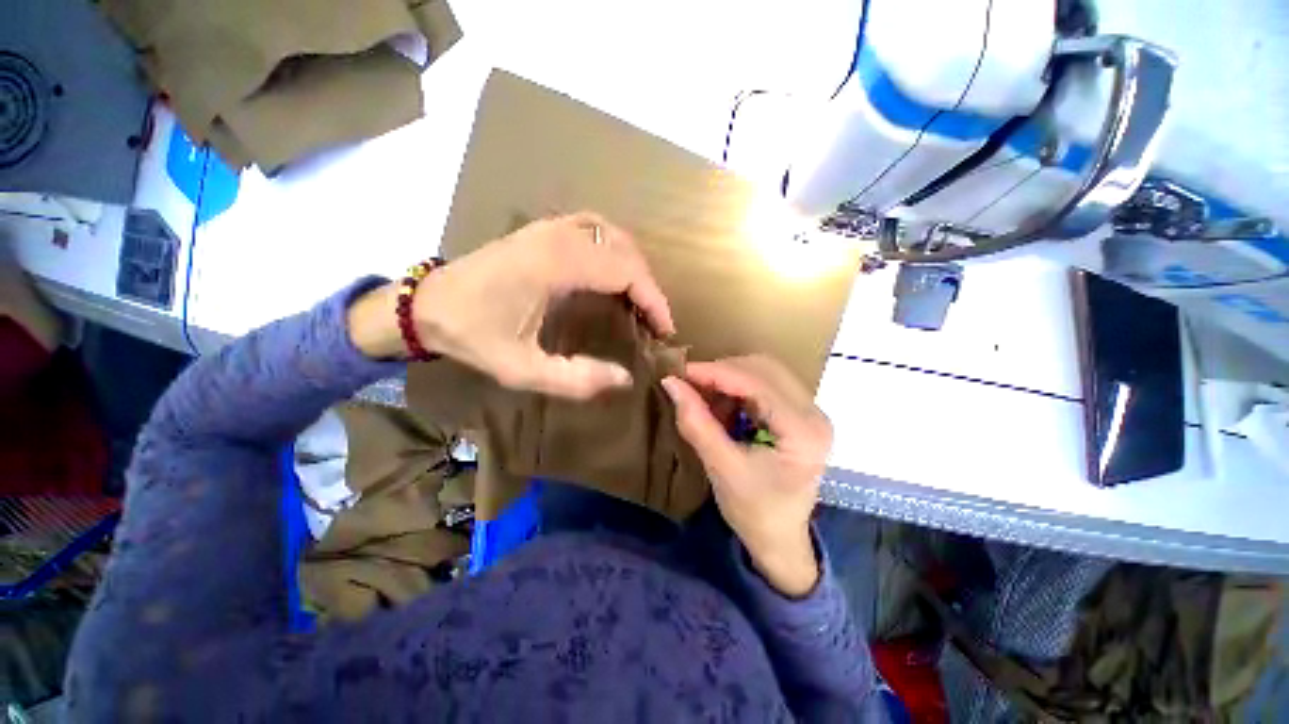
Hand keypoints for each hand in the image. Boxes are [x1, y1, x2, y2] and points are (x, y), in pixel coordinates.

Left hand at [349, 212, 673, 398]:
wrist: (425, 305)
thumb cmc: (471, 335)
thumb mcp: (521, 369)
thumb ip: (575, 379)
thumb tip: (624, 378)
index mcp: (555, 263)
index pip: (626, 270)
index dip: (653, 299)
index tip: (664, 329)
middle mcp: (558, 235)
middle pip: (625, 250)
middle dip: (648, 285)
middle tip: (654, 321)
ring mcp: (550, 226)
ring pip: (613, 234)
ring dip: (634, 265)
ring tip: (640, 299)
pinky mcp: (543, 229)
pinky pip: (595, 229)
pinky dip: (615, 249)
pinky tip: (614, 272)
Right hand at [662, 356, 830, 597]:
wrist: (779, 539)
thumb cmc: (754, 512)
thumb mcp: (721, 468)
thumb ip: (696, 423)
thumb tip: (670, 384)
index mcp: (804, 431)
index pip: (757, 383)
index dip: (715, 373)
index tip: (679, 373)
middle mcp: (814, 413)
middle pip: (763, 369)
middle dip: (721, 373)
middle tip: (689, 384)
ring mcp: (809, 411)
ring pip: (763, 372)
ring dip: (728, 380)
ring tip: (704, 399)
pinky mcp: (797, 413)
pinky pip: (763, 384)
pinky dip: (736, 390)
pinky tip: (721, 407)